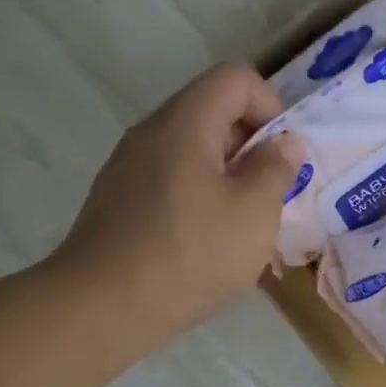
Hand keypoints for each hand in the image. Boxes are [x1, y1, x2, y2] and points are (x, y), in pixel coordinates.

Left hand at [50, 64, 304, 346]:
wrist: (101, 309)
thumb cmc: (190, 254)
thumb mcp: (254, 213)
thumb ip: (276, 169)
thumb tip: (284, 142)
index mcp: (185, 123)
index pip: (235, 78)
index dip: (270, 106)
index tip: (282, 156)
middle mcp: (151, 133)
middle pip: (212, 111)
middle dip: (251, 146)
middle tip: (269, 195)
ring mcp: (128, 167)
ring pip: (192, 149)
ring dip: (227, 175)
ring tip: (241, 224)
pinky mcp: (118, 200)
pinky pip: (170, 178)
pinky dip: (199, 196)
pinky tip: (204, 242)